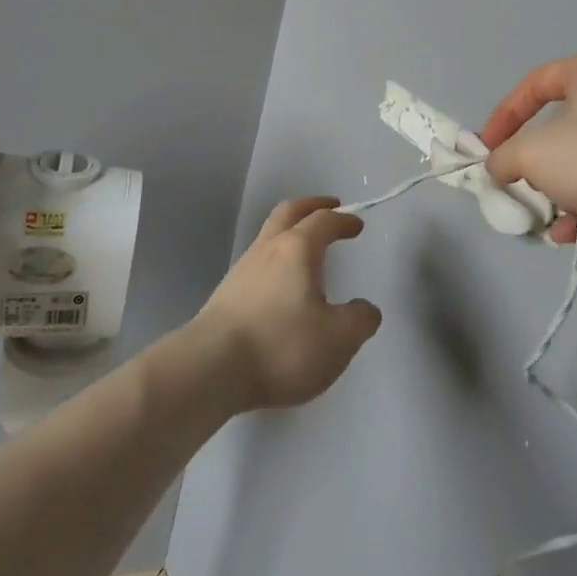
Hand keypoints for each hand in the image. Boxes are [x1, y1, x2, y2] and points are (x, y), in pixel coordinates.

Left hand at [194, 197, 380, 410]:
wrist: (211, 368)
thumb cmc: (282, 345)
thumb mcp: (338, 339)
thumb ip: (359, 320)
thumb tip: (365, 309)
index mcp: (297, 249)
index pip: (323, 221)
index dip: (342, 219)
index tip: (356, 224)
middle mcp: (268, 249)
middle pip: (288, 212)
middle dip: (311, 206)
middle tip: (328, 207)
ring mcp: (242, 270)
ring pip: (268, 237)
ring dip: (290, 233)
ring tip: (307, 252)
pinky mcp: (226, 295)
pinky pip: (258, 264)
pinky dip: (276, 261)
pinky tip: (282, 287)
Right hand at [482, 52, 576, 245]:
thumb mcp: (536, 155)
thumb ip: (505, 158)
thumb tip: (498, 166)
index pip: (534, 84)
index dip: (504, 115)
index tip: (488, 148)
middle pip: (563, 126)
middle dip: (537, 161)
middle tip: (521, 184)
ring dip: (563, 190)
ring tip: (547, 219)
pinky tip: (575, 233)